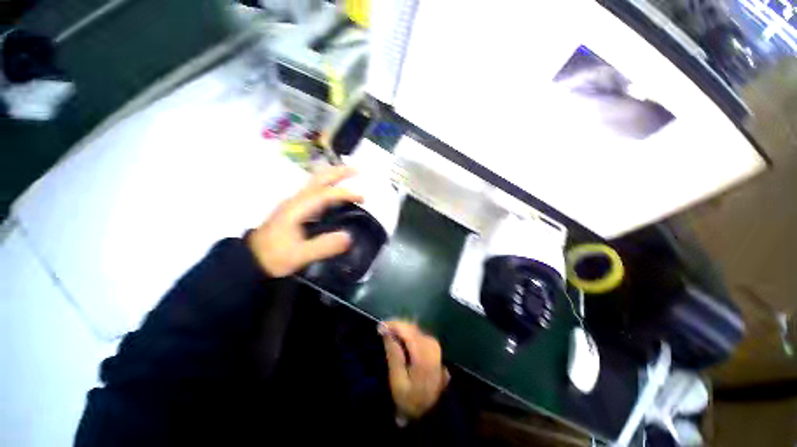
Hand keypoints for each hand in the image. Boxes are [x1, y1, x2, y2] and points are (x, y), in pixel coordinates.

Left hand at [248, 166, 362, 277]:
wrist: (251, 259)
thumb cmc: (274, 256)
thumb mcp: (299, 255)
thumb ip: (323, 246)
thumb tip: (349, 236)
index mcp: (297, 208)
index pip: (325, 193)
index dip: (345, 193)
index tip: (363, 198)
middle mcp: (296, 200)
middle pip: (319, 178)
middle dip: (339, 172)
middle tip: (358, 170)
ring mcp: (295, 202)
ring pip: (316, 181)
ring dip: (334, 176)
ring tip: (351, 176)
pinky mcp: (295, 208)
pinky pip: (315, 190)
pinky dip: (328, 185)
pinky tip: (336, 193)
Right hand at [379, 320, 449, 420]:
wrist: (434, 413)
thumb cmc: (412, 401)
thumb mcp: (398, 381)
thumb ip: (393, 353)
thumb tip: (385, 330)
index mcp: (423, 352)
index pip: (406, 329)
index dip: (392, 325)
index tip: (378, 328)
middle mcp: (431, 343)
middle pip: (411, 326)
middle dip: (395, 326)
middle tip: (381, 332)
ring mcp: (434, 344)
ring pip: (414, 329)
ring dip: (400, 330)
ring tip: (387, 336)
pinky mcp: (433, 347)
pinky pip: (417, 334)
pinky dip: (407, 335)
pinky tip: (398, 340)